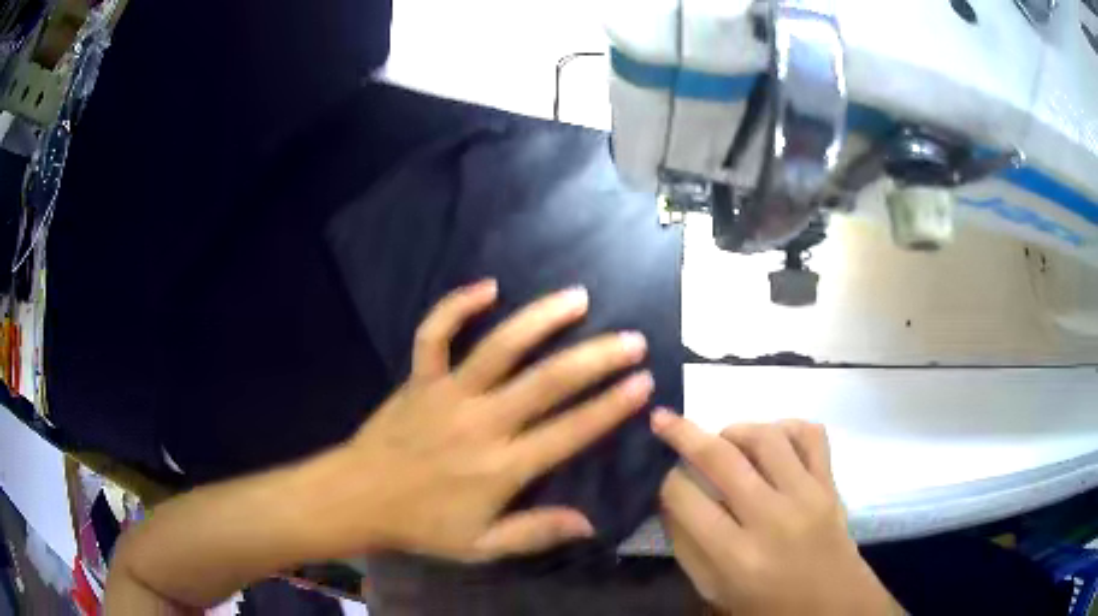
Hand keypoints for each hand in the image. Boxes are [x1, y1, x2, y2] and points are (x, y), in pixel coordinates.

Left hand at [315, 280, 652, 561]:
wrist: (358, 498)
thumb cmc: (422, 525)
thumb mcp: (481, 546)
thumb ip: (535, 533)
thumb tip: (590, 522)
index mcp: (501, 467)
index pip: (569, 432)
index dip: (610, 407)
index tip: (643, 382)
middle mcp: (482, 423)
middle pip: (547, 383)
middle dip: (595, 359)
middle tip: (631, 340)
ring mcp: (448, 394)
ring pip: (500, 348)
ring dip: (541, 319)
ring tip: (578, 298)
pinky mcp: (420, 378)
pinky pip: (435, 334)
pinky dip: (457, 306)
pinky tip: (488, 285)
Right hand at [652, 413, 902, 615]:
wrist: (831, 605)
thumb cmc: (765, 605)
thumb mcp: (713, 589)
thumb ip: (686, 545)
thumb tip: (670, 498)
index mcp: (736, 556)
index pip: (686, 499)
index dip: (666, 481)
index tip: (663, 477)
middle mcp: (772, 518)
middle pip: (722, 459)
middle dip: (683, 433)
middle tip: (664, 419)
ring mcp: (808, 495)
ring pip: (767, 437)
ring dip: (735, 429)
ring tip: (724, 441)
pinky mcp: (830, 483)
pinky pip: (811, 434)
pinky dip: (786, 427)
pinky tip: (772, 441)